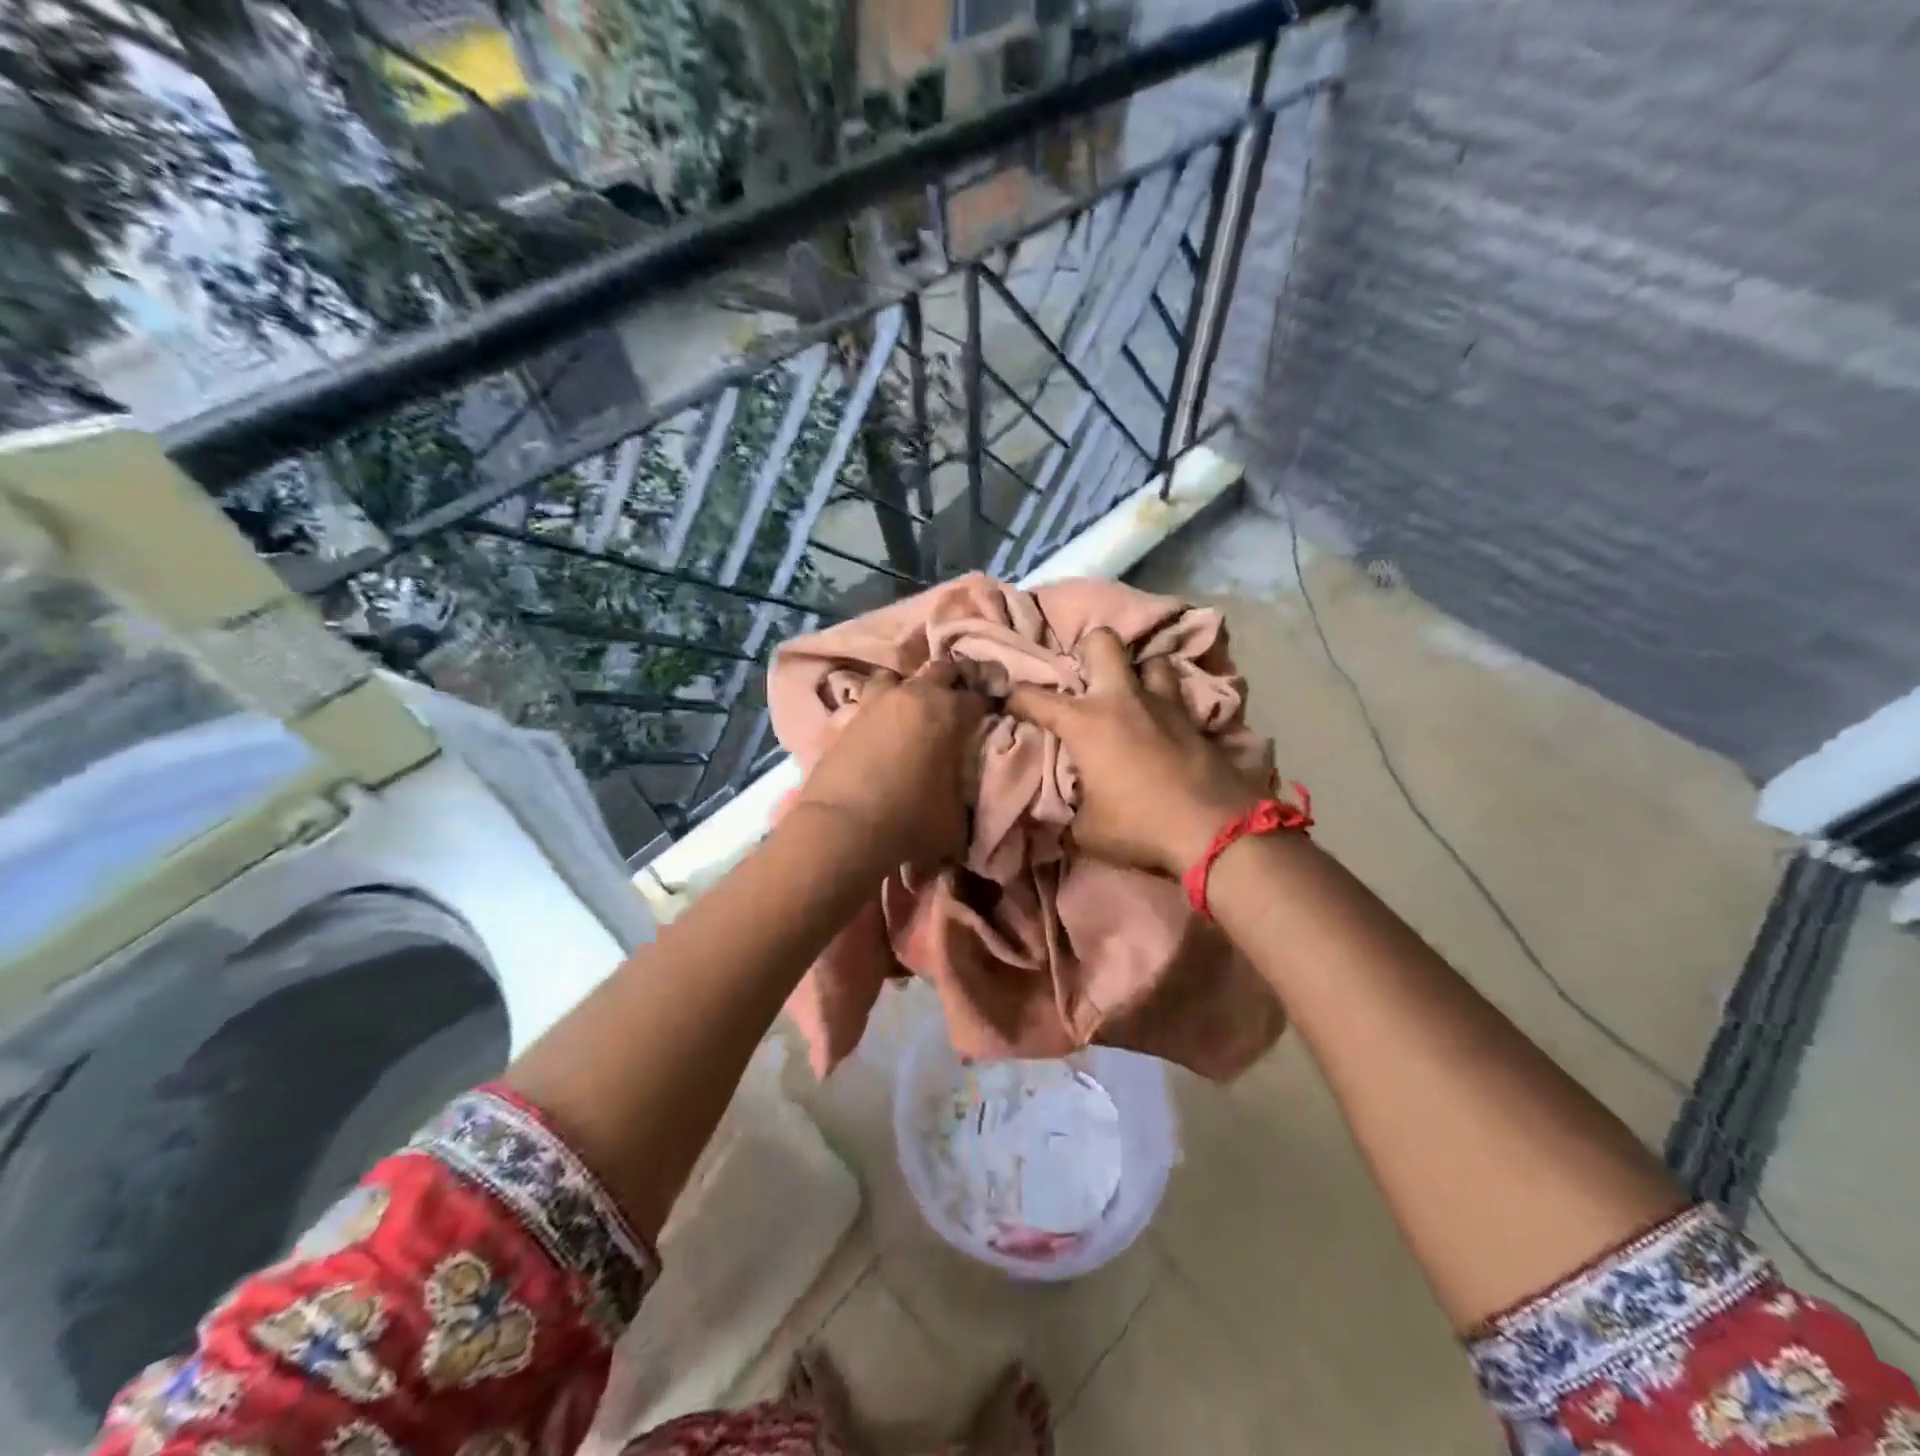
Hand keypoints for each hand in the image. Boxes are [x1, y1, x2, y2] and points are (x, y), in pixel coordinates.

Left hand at [792, 660, 987, 869]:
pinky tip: (879, 729)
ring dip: (907, 689)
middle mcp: (914, 696)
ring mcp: (875, 703)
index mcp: (949, 712)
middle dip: (952, 683)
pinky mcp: (845, 718)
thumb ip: (965, 791)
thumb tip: (964, 788)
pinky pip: (866, 702)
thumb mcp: (957, 816)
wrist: (843, 828)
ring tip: (911, 711)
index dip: (988, 707)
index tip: (990, 719)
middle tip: (957, 706)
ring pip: (896, 677)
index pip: (980, 697)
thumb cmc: (911, 820)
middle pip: (940, 670)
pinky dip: (877, 710)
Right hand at [1006, 628, 1262, 877]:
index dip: (1015, 698)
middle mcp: (1123, 700)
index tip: (1009, 702)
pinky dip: (1168, 706)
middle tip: (1086, 679)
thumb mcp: (1087, 831)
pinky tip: (1165, 727)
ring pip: (1151, 661)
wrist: (1214, 831)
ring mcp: (1164, 705)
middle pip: (1102, 642)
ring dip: (1139, 674)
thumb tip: (1070, 811)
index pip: (1035, 698)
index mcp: (1086, 723)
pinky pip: (1179, 697)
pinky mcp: (1197, 721)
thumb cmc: (1139, 827)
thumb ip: (1071, 811)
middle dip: (1088, 652)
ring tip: (1134, 698)